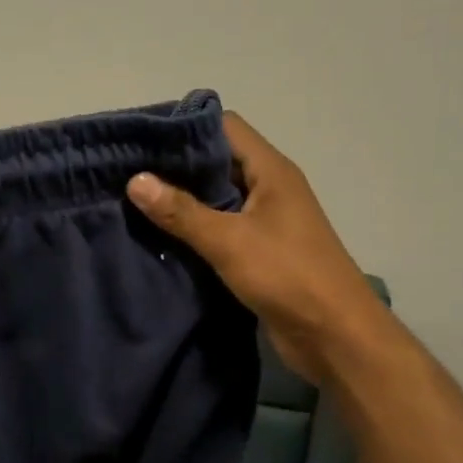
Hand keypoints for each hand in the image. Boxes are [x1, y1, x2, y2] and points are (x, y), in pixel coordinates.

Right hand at [126, 113, 380, 380]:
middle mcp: (269, 187)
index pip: (225, 126)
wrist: (334, 335)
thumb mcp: (229, 241)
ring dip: (182, 199)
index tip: (142, 139)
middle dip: (175, 165)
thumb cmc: (288, 276)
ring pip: (216, 196)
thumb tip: (135, 180)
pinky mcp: (259, 250)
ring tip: (135, 201)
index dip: (185, 127)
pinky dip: (193, 228)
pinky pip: (220, 227)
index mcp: (271, 171)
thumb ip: (181, 211)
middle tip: (128, 171)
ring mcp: (265, 220)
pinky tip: (160, 236)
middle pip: (218, 160)